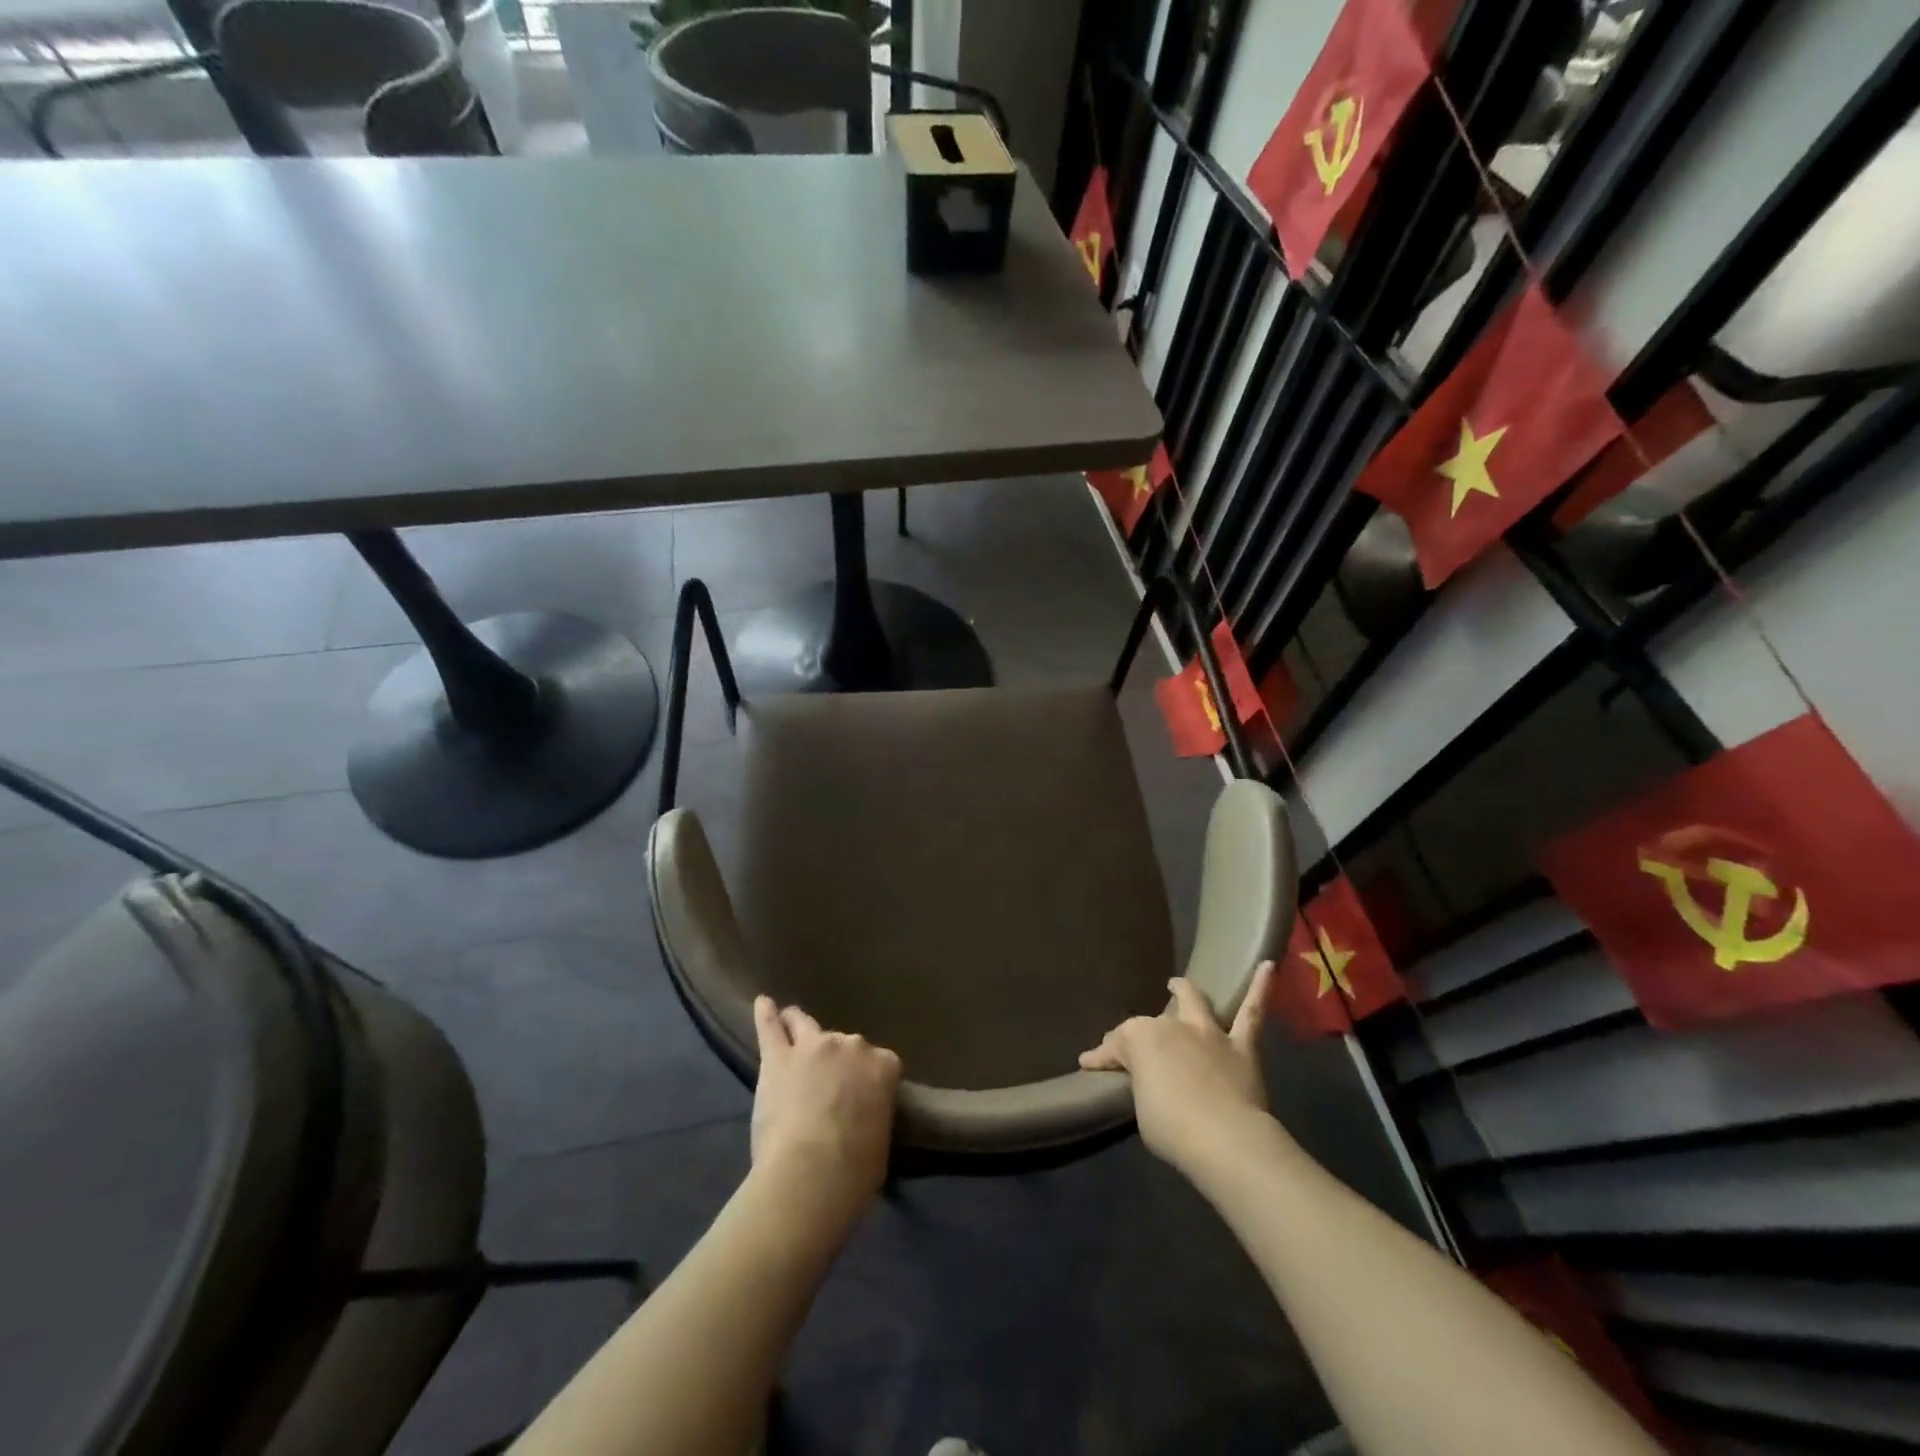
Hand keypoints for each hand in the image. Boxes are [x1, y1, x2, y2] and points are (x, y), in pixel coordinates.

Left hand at [751, 996, 901, 1215]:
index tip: (861, 1094)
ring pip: (805, 1025)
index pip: (880, 1062)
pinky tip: (762, 1003)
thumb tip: (863, 1118)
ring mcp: (812, 1047)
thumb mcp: (880, 1139)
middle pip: (844, 1044)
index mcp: (882, 1066)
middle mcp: (850, 1046)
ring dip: (799, 1025)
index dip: (868, 1078)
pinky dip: (765, 1015)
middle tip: (824, 1083)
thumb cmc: (856, 1170)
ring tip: (791, 1024)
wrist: (813, 1173)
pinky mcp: (778, 1057)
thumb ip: (873, 1114)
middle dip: (836, 1059)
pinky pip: (770, 1027)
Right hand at [1080, 964, 1273, 1180]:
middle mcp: (1173, 1026)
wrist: (1224, 1138)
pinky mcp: (1241, 1046)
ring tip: (1178, 984)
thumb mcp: (1140, 1107)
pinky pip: (1252, 1013)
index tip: (1090, 1065)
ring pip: (1195, 1002)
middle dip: (1145, 1026)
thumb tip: (1147, 1082)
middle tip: (1140, 1037)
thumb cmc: (1170, 1126)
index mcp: (1140, 1038)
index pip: (1115, 1045)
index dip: (1101, 1057)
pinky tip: (1268, 965)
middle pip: (1153, 1021)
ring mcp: (1208, 1033)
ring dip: (1185, 991)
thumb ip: (1143, 1086)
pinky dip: (1260, 988)